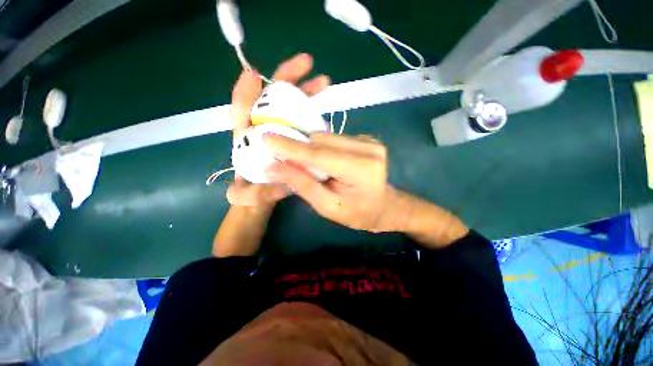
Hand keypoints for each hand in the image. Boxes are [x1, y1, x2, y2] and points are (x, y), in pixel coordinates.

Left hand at [226, 53, 330, 207]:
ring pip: (289, 106)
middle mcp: (263, 131)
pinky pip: (301, 120)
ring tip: (324, 82)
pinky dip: (311, 111)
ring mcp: (280, 132)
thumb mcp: (247, 198)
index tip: (253, 76)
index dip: (245, 93)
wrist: (262, 197)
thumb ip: (252, 196)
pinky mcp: (292, 138)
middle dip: (286, 80)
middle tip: (307, 65)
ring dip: (304, 92)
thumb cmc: (252, 193)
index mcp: (246, 140)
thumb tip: (278, 185)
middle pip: (270, 99)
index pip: (241, 112)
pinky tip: (324, 108)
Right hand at [264, 133, 401, 231]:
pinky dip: (324, 148)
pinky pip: (335, 138)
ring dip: (313, 149)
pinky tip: (326, 162)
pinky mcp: (367, 138)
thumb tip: (274, 166)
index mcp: (361, 170)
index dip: (291, 147)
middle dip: (301, 149)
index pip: (319, 155)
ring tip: (313, 167)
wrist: (383, 206)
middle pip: (322, 141)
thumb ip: (302, 185)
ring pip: (327, 136)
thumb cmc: (357, 213)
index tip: (265, 139)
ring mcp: (370, 141)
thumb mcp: (327, 206)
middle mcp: (369, 148)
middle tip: (286, 161)